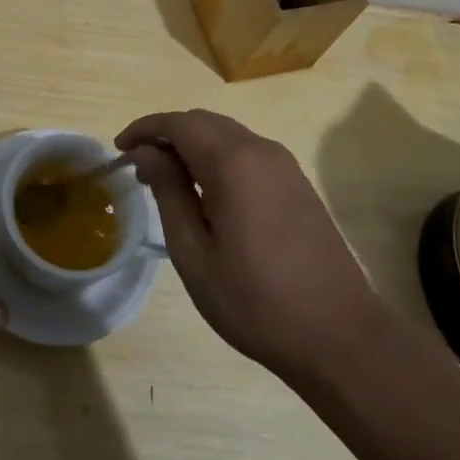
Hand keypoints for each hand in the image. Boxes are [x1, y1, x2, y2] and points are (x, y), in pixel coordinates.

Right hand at [118, 110, 382, 385]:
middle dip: (166, 134)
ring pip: (227, 134)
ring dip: (192, 145)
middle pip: (203, 121)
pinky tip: (206, 191)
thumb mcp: (195, 253)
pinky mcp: (298, 183)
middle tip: (139, 165)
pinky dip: (217, 157)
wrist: (340, 338)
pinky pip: (247, 152)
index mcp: (233, 162)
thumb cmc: (256, 301)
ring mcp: (285, 165)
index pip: (178, 123)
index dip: (144, 129)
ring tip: (167, 179)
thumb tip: (147, 153)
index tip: (119, 149)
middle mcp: (261, 150)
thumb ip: (168, 193)